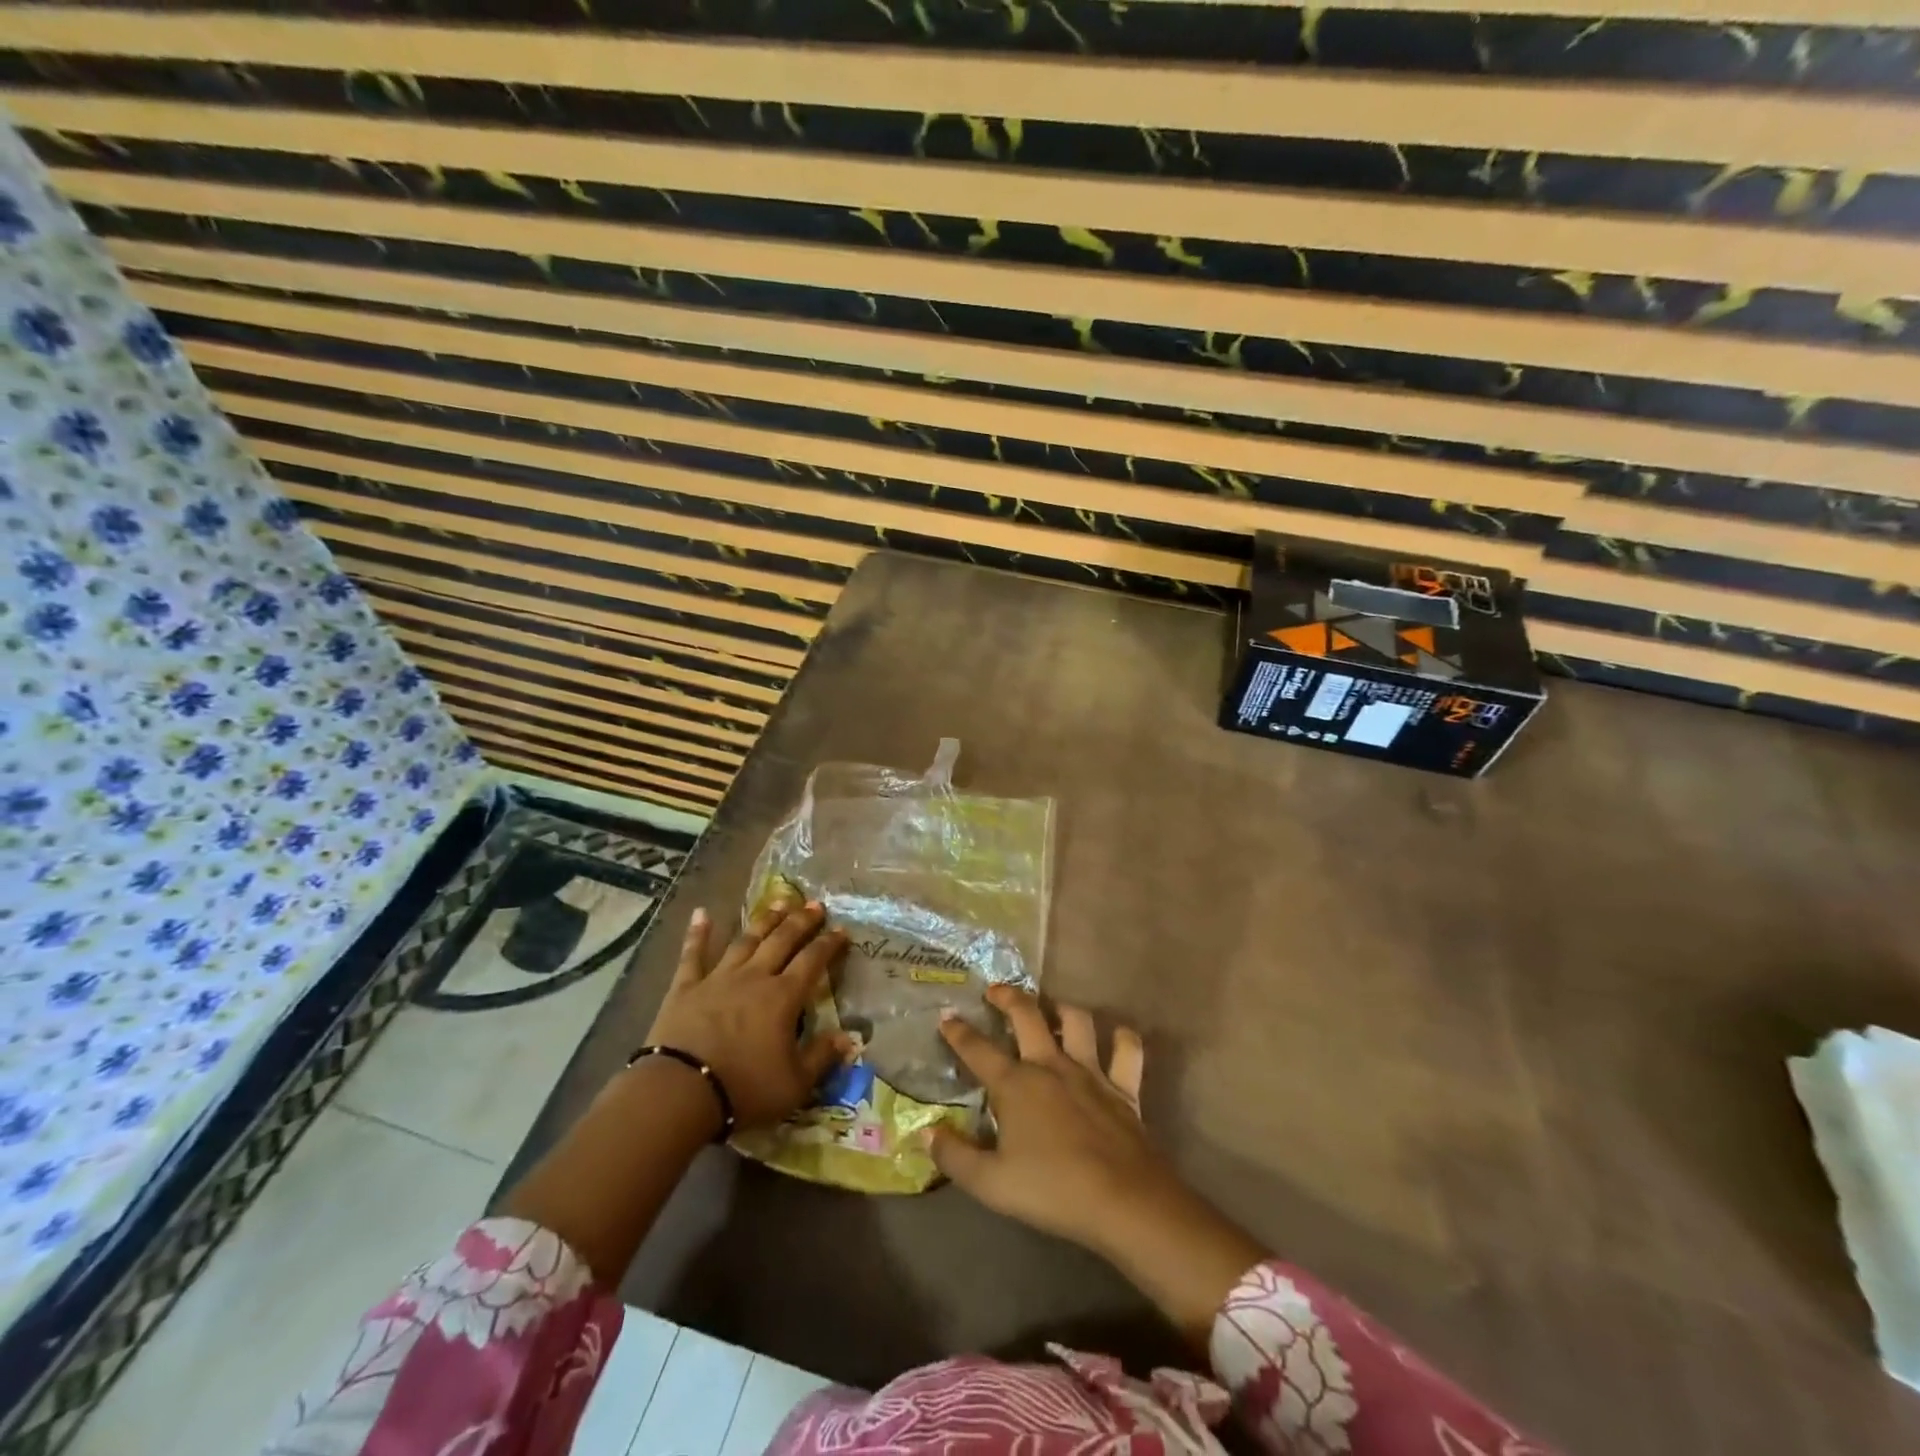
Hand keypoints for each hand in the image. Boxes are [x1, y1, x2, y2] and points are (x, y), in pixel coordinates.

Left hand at [646, 899, 850, 1130]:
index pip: (813, 961)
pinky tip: (701, 912)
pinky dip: (698, 933)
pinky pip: (693, 954)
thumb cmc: (744, 1089)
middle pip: (782, 940)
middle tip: (815, 904)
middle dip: (801, 921)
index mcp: (783, 997)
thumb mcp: (795, 1084)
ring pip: (746, 940)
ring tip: (779, 902)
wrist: (680, 1092)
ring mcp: (718, 978)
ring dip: (764, 920)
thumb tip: (850, 1037)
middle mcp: (754, 977)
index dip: (829, 944)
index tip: (841, 929)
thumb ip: (822, 1056)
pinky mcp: (686, 987)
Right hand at [932, 985, 1265, 1348]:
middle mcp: (1050, 1065)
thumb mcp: (990, 1183)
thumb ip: (954, 1157)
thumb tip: (926, 1132)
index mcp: (1015, 1084)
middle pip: (1027, 1015)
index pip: (978, 1050)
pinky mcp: (1123, 1087)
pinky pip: (1127, 1051)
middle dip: (1008, 997)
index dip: (958, 1032)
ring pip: (1077, 1021)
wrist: (1123, 1202)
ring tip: (1051, 1007)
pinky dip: (1122, 1039)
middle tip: (996, 991)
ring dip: (1062, 1008)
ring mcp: (1090, 1072)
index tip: (946, 1016)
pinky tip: (1116, 1035)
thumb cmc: (1052, 1190)